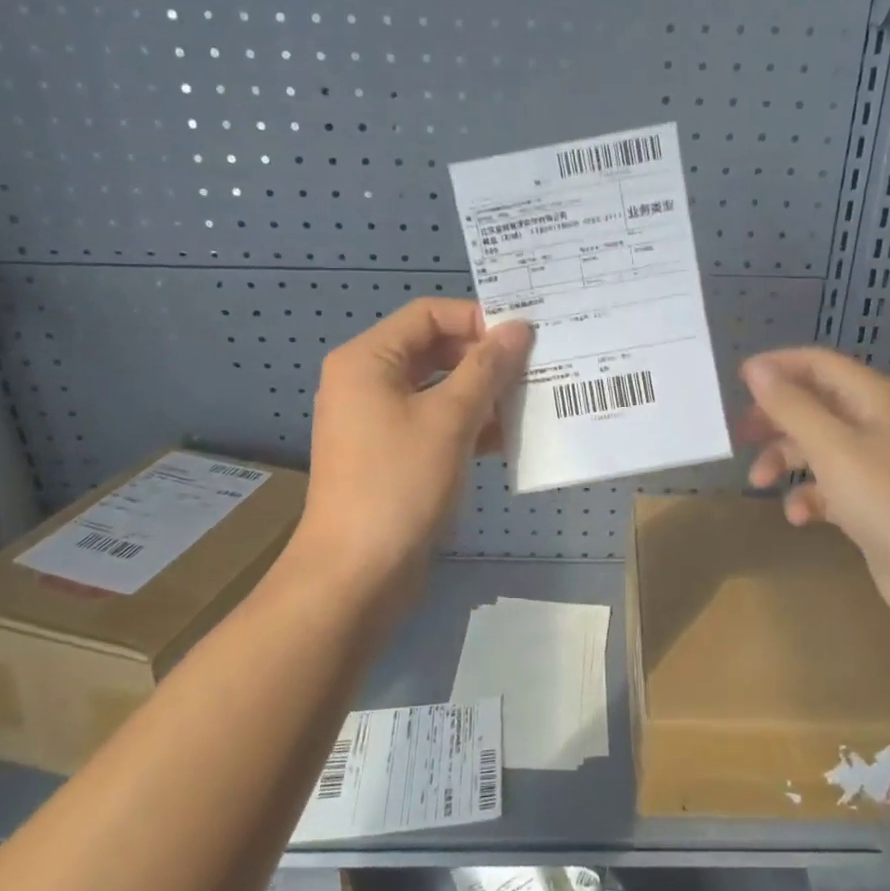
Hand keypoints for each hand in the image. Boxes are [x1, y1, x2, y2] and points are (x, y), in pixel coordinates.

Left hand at [291, 299, 531, 605]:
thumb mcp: (450, 420)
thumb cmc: (399, 484)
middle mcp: (367, 381)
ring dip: (481, 394)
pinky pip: (433, 422)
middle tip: (533, 370)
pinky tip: (507, 439)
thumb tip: (519, 328)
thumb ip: (487, 369)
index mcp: (367, 359)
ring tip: (528, 404)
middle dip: (484, 359)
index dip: (477, 319)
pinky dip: (467, 424)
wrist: (356, 575)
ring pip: (438, 388)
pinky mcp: (391, 454)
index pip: (428, 314)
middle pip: (434, 349)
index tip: (523, 340)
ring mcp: (377, 420)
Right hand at [738, 347, 889, 647]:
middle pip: (813, 405)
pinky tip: (799, 517)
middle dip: (775, 418)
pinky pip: (829, 487)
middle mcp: (875, 423)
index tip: (735, 382)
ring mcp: (875, 465)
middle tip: (740, 434)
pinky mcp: (872, 503)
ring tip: (759, 482)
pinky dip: (809, 497)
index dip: (777, 367)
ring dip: (785, 460)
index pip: (817, 364)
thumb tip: (755, 368)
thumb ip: (790, 406)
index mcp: (872, 397)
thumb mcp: (833, 448)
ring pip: (816, 447)